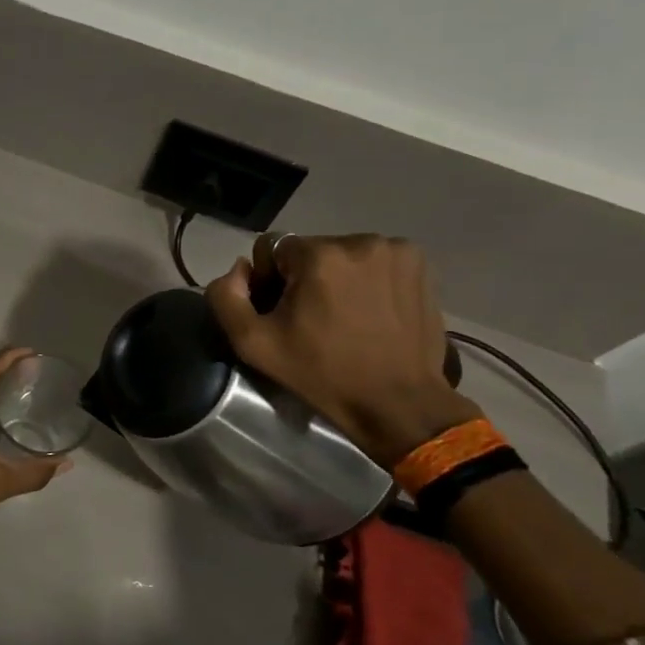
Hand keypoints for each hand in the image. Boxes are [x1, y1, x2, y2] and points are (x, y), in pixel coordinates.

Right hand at [205, 234, 477, 466]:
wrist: (398, 403)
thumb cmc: (322, 374)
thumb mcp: (253, 344)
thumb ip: (226, 297)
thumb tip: (239, 270)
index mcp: (318, 256)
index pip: (271, 248)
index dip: (268, 280)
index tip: (283, 315)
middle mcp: (359, 242)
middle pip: (309, 250)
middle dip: (303, 278)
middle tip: (312, 319)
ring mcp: (395, 251)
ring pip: (342, 254)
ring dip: (336, 277)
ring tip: (344, 317)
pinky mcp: (418, 264)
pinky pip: (375, 261)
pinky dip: (367, 279)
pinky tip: (371, 311)